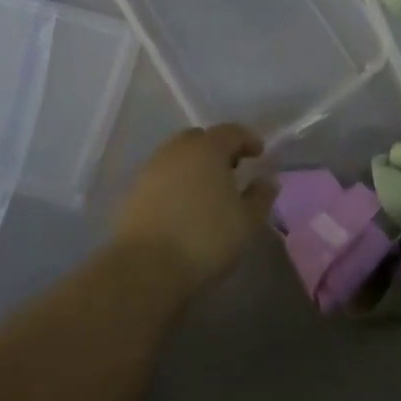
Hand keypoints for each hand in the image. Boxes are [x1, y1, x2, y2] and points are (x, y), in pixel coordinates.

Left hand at [112, 125, 272, 293]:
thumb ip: (261, 196)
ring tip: (208, 191)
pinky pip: (162, 176)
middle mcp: (177, 150)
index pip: (231, 131)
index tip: (259, 154)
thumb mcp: (247, 222)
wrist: (146, 268)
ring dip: (195, 166)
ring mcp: (152, 168)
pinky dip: (176, 183)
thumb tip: (267, 181)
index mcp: (208, 148)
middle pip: (201, 139)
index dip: (248, 140)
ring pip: (179, 157)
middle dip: (219, 150)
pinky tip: (183, 206)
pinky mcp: (134, 191)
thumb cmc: (205, 239)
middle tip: (232, 171)